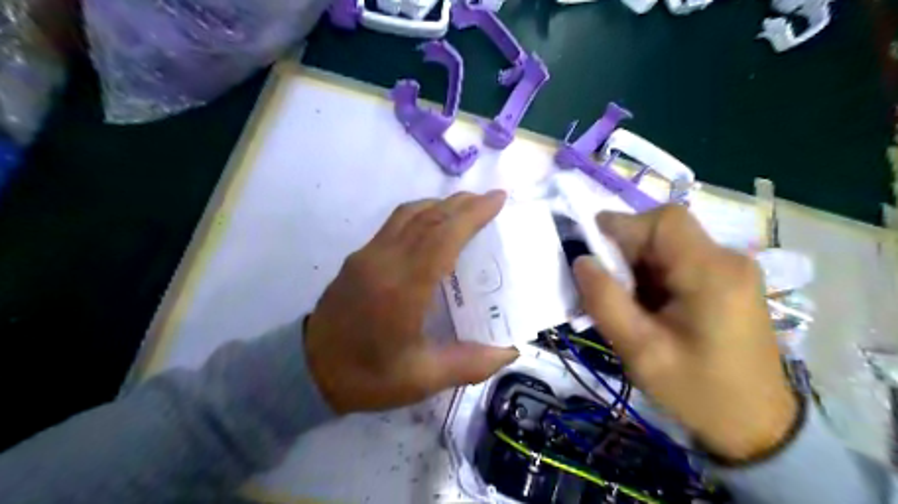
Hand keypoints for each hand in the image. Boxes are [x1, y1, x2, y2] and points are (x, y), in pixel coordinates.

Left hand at [305, 191, 519, 415]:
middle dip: (462, 204)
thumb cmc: (366, 377)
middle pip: (428, 217)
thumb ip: (470, 363)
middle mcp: (384, 261)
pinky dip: (421, 214)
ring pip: (408, 214)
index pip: (443, 236)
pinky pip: (395, 223)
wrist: (306, 371)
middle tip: (490, 200)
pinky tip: (433, 225)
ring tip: (466, 208)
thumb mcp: (422, 378)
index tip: (498, 199)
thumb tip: (510, 351)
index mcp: (403, 288)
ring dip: (440, 205)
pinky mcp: (358, 257)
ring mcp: (367, 255)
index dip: (472, 214)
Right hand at [576, 204, 791, 459]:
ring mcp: (731, 269)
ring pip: (667, 245)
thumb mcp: (641, 352)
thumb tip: (581, 260)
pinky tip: (647, 306)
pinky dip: (652, 275)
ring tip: (627, 304)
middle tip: (608, 289)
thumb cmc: (698, 392)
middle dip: (627, 252)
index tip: (592, 253)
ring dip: (637, 266)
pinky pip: (678, 260)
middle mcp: (727, 260)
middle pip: (664, 231)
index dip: (622, 226)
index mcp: (712, 274)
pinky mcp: (727, 280)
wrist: (756, 425)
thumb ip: (605, 302)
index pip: (663, 221)